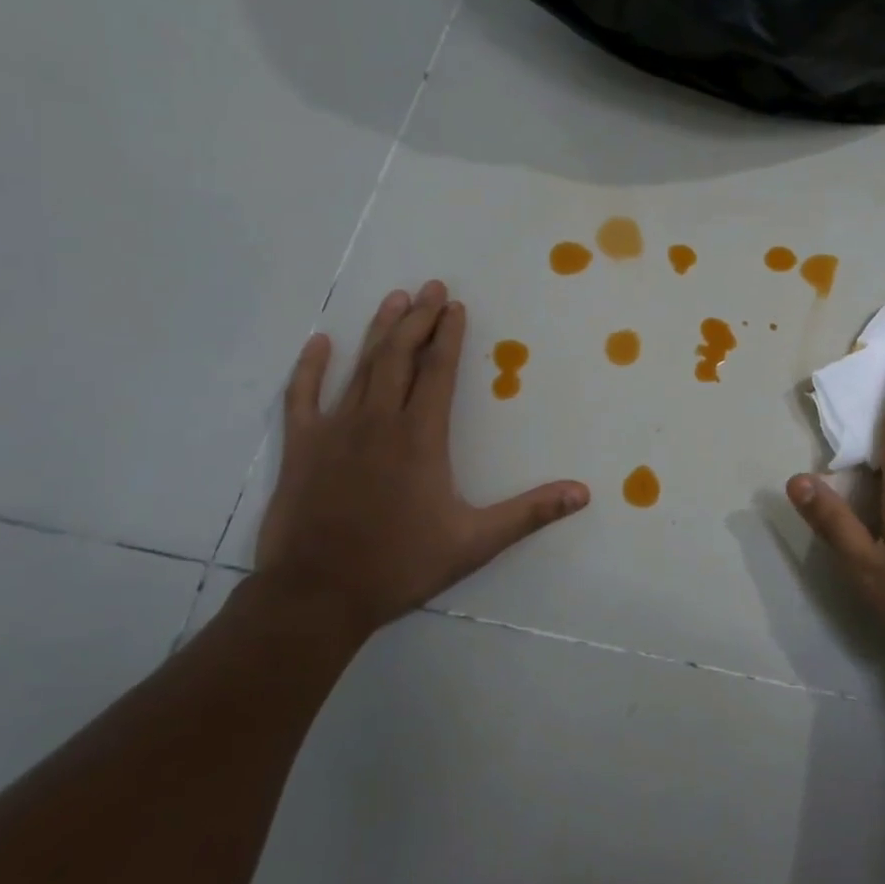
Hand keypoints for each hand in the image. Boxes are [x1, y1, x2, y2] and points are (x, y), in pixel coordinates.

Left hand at [255, 281, 589, 640]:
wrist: (316, 596)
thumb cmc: (400, 564)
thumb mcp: (475, 542)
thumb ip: (530, 512)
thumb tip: (583, 493)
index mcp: (421, 437)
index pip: (439, 371)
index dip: (449, 336)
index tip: (456, 306)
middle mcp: (379, 421)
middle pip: (401, 357)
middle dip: (418, 319)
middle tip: (431, 286)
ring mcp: (335, 431)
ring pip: (361, 367)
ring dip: (379, 331)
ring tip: (395, 298)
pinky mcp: (301, 448)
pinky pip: (302, 397)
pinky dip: (309, 368)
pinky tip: (318, 343)